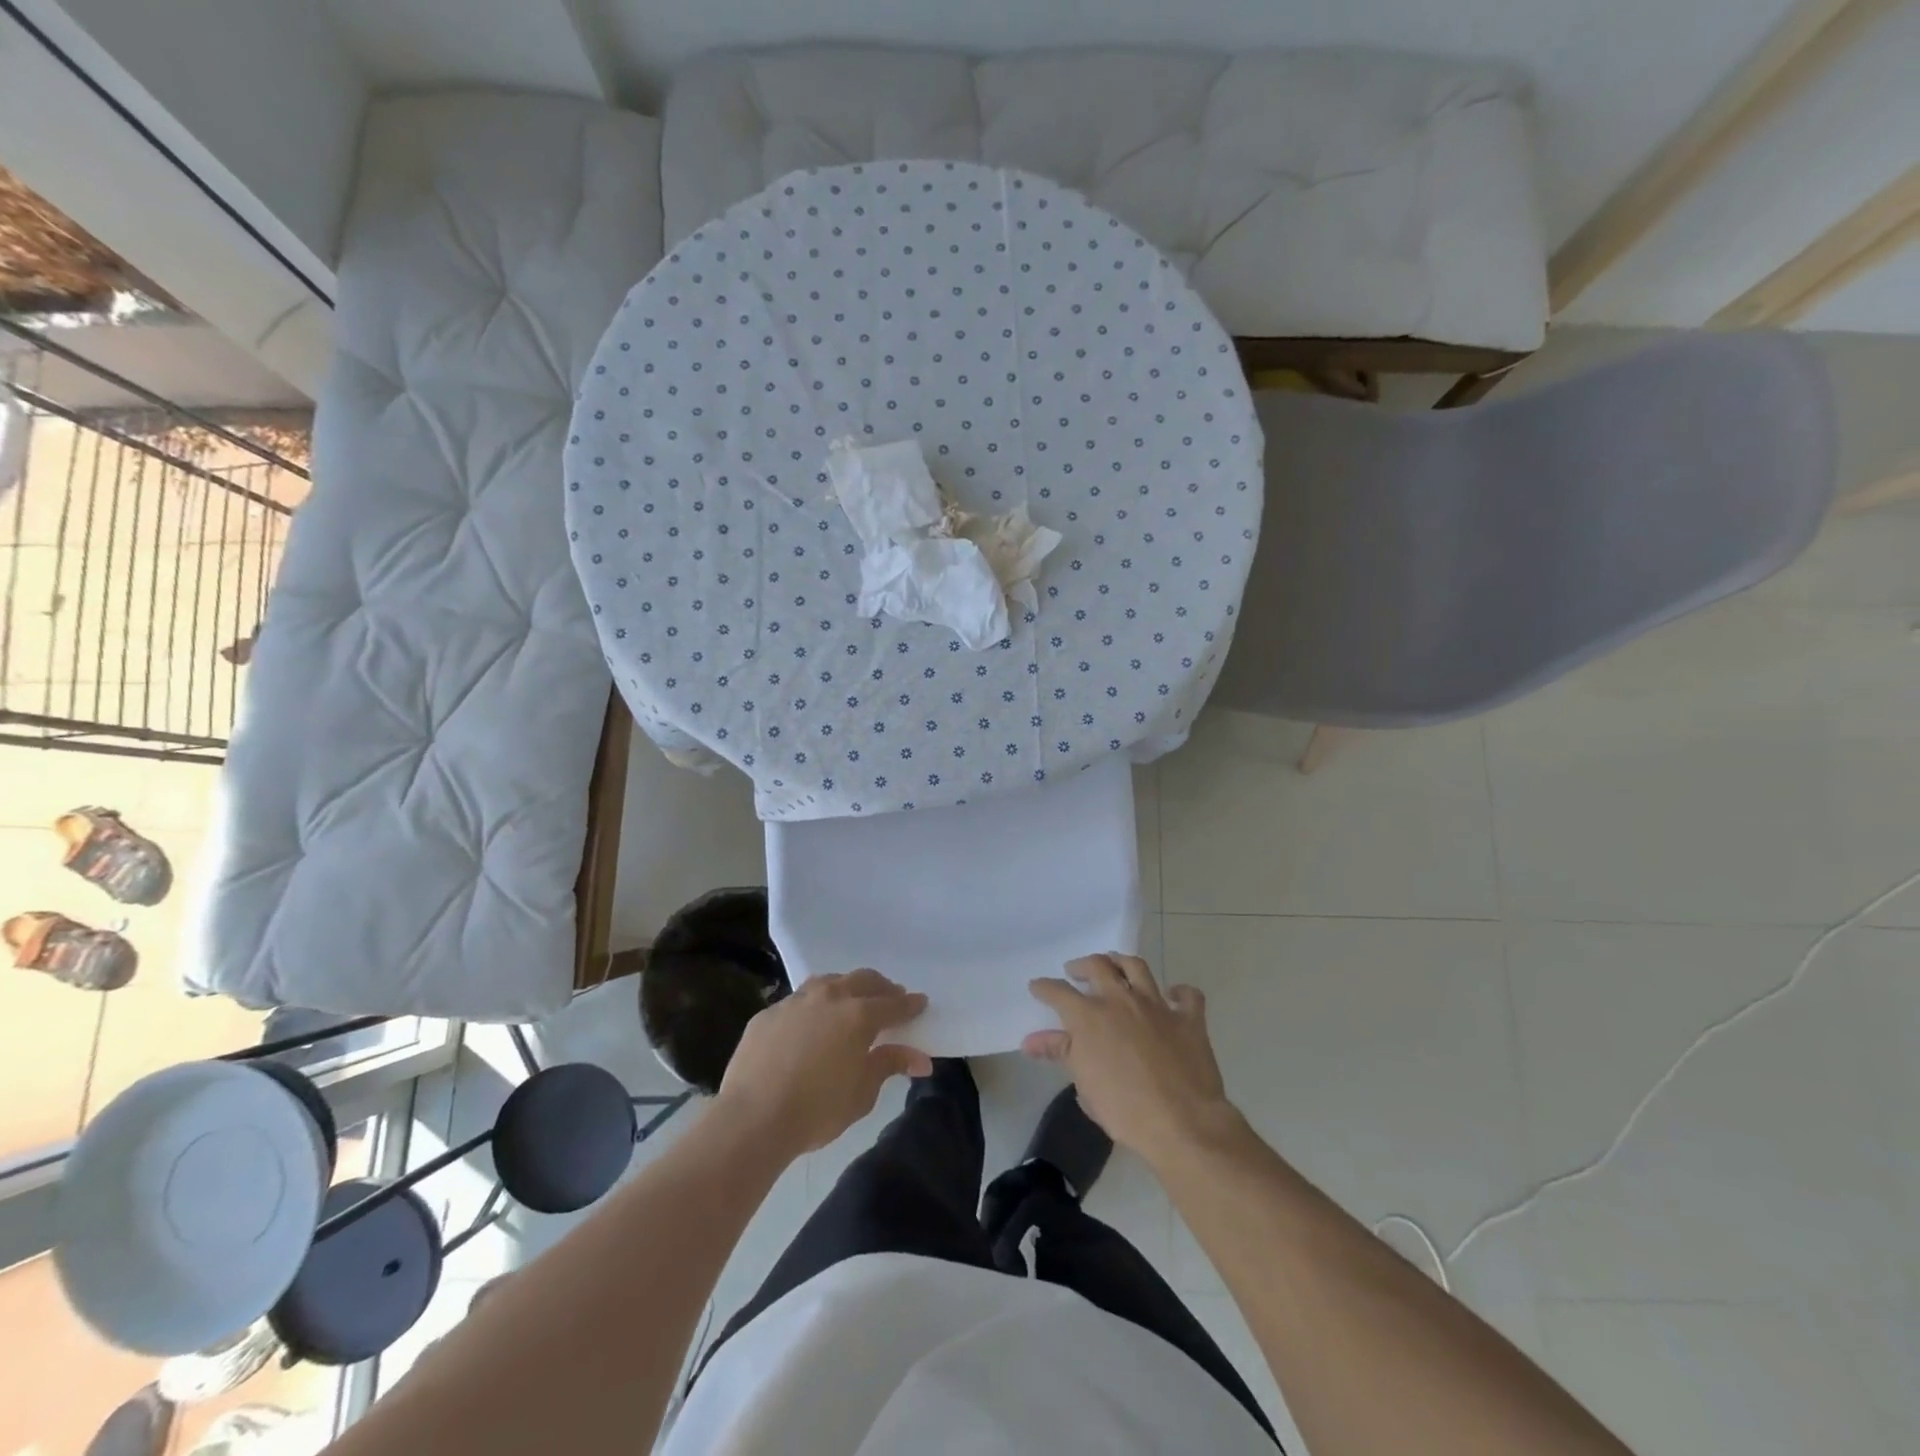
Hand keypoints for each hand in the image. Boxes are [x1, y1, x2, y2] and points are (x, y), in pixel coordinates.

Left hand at [716, 969, 931, 1156]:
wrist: (751, 1119)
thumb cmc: (817, 1110)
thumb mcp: (862, 1093)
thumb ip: (889, 1065)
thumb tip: (919, 1057)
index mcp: (859, 1015)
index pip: (893, 1003)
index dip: (910, 1004)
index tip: (920, 1002)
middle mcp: (830, 997)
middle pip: (863, 980)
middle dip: (881, 988)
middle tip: (890, 998)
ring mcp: (795, 1001)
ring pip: (829, 982)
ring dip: (846, 987)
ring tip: (851, 1001)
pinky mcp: (768, 1013)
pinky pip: (798, 1001)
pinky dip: (813, 1006)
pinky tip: (810, 1024)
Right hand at [1025, 954, 1237, 1165]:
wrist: (1181, 1123)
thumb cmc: (1124, 1110)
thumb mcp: (1084, 1084)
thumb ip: (1059, 1053)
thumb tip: (1031, 1041)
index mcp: (1089, 1016)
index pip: (1059, 992)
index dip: (1045, 988)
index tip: (1037, 987)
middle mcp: (1121, 1000)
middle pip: (1097, 966)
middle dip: (1082, 966)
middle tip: (1076, 972)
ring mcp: (1157, 1006)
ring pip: (1137, 967)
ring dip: (1121, 963)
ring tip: (1115, 966)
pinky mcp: (1189, 1019)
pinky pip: (1187, 995)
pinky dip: (1179, 992)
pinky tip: (1173, 996)